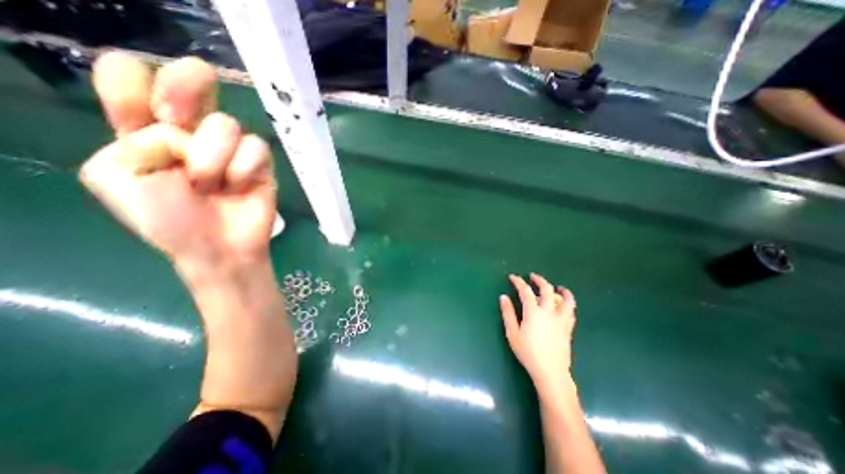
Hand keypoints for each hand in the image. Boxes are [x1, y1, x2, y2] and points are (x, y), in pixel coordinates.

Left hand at [80, 53, 278, 277]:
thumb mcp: (119, 177)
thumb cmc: (168, 219)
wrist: (219, 246)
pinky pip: (257, 148)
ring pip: (226, 124)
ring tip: (212, 187)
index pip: (131, 77)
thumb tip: (187, 134)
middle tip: (179, 118)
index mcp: (145, 130)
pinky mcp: (261, 162)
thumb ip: (138, 138)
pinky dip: (244, 170)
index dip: (135, 81)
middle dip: (187, 84)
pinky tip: (239, 188)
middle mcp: (191, 131)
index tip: (150, 115)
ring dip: (214, 160)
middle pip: (193, 77)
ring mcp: (231, 147)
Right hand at [498, 272, 576, 390]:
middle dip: (539, 280)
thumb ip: (508, 313)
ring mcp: (561, 320)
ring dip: (562, 290)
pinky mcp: (568, 328)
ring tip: (558, 287)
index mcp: (533, 312)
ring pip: (566, 299)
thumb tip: (503, 297)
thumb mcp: (512, 333)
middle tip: (533, 277)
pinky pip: (571, 312)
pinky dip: (568, 304)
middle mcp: (549, 312)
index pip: (526, 291)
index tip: (513, 277)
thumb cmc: (528, 353)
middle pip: (547, 289)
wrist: (551, 372)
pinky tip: (564, 305)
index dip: (519, 282)